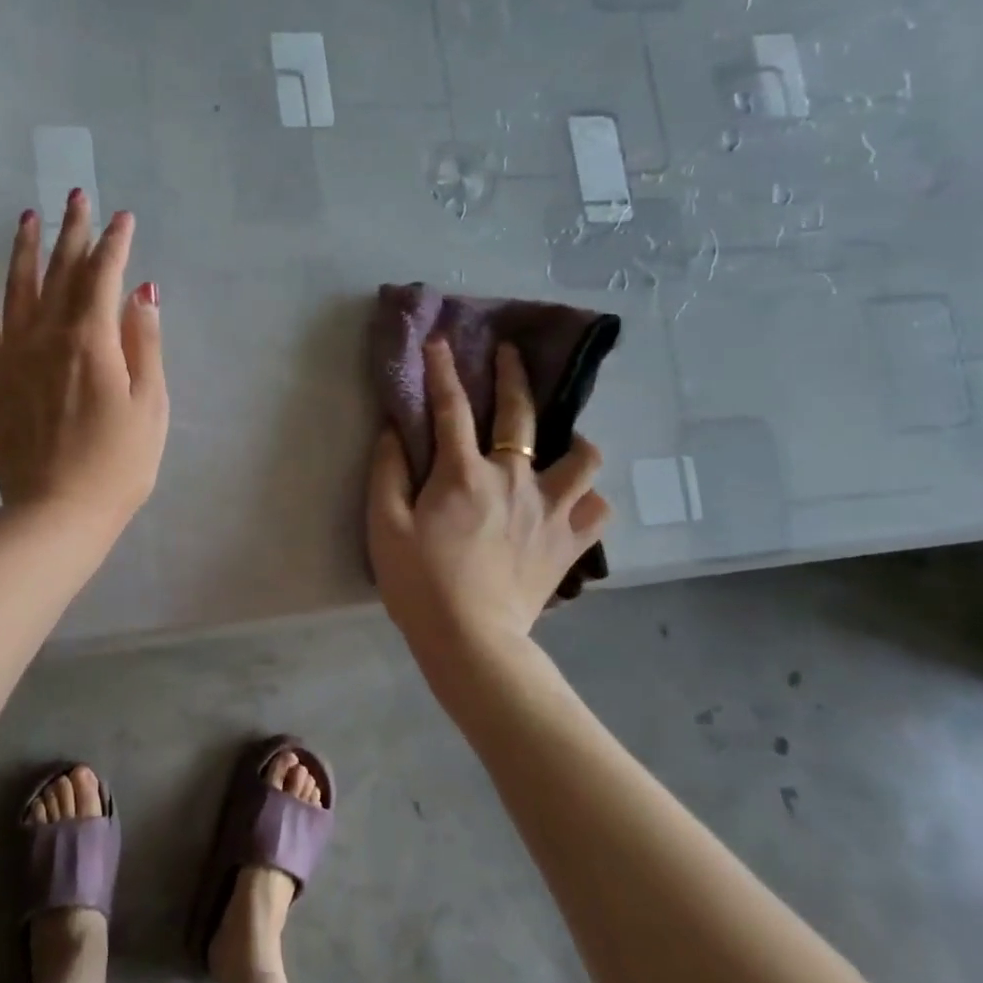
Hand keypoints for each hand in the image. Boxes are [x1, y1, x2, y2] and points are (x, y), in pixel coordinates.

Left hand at [0, 193, 168, 534]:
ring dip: (25, 248)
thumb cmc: (117, 465)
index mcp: (93, 340)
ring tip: (29, 215)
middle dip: (73, 231)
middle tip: (77, 195)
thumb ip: (146, 344)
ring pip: (19, 287)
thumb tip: (143, 291)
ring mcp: (14, 354)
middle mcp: (49, 334)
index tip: (123, 217)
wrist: (56, 512)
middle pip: (62, 271)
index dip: (116, 243)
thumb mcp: (150, 406)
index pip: (105, 276)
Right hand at [368, 339, 608, 653]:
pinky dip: (588, 499)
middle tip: (510, 353)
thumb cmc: (419, 584)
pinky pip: (598, 509)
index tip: (439, 341)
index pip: (451, 407)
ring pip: (584, 456)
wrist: (471, 641)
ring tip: (562, 443)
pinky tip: (573, 501)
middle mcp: (515, 479)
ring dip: (573, 441)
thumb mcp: (384, 527)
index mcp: (464, 474)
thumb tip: (394, 431)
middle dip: (514, 374)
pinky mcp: (570, 543)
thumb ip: (388, 473)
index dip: (442, 370)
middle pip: (521, 413)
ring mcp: (551, 510)